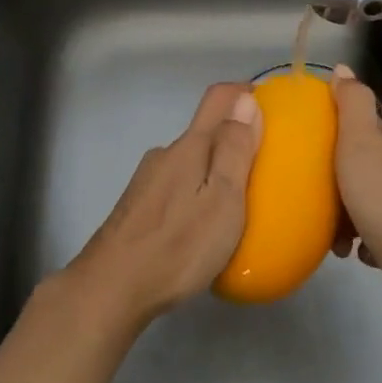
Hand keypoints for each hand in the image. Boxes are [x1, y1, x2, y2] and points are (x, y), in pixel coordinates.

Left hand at [60, 83, 262, 326]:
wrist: (111, 288)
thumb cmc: (178, 246)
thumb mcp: (222, 200)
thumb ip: (234, 150)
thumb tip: (246, 100)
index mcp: (189, 147)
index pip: (218, 99)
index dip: (244, 94)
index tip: (270, 107)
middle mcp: (165, 154)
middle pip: (204, 132)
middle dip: (234, 140)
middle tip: (264, 168)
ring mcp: (147, 181)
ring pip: (189, 162)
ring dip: (214, 170)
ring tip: (238, 202)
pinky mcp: (137, 207)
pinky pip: (177, 186)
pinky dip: (196, 193)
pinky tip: (202, 225)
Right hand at [330, 65, 381, 313]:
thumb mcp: (361, 147)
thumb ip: (351, 106)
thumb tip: (342, 67)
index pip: (364, 125)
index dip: (335, 139)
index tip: (312, 160)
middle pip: (367, 164)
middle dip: (339, 184)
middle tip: (319, 203)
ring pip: (373, 197)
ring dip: (349, 215)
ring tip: (336, 239)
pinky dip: (367, 237)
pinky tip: (358, 253)